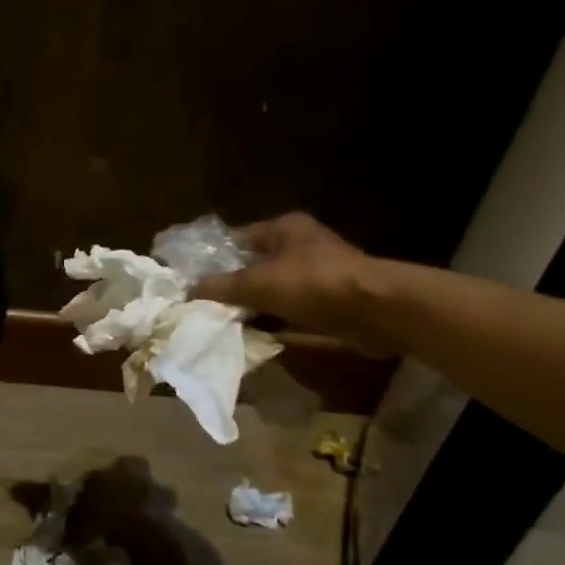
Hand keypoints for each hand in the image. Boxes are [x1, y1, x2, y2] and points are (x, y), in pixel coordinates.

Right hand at [193, 212, 394, 354]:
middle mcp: (300, 246)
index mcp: (283, 228)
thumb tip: (186, 292)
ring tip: (221, 324)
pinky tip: (251, 336)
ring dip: (251, 307)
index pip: (235, 239)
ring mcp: (317, 274)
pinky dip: (273, 322)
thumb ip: (218, 287)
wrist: (378, 312)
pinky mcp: (328, 301)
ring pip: (270, 290)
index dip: (211, 259)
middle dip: (230, 286)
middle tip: (202, 305)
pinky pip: (289, 311)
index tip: (189, 280)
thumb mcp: (256, 283)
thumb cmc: (313, 284)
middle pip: (253, 266)